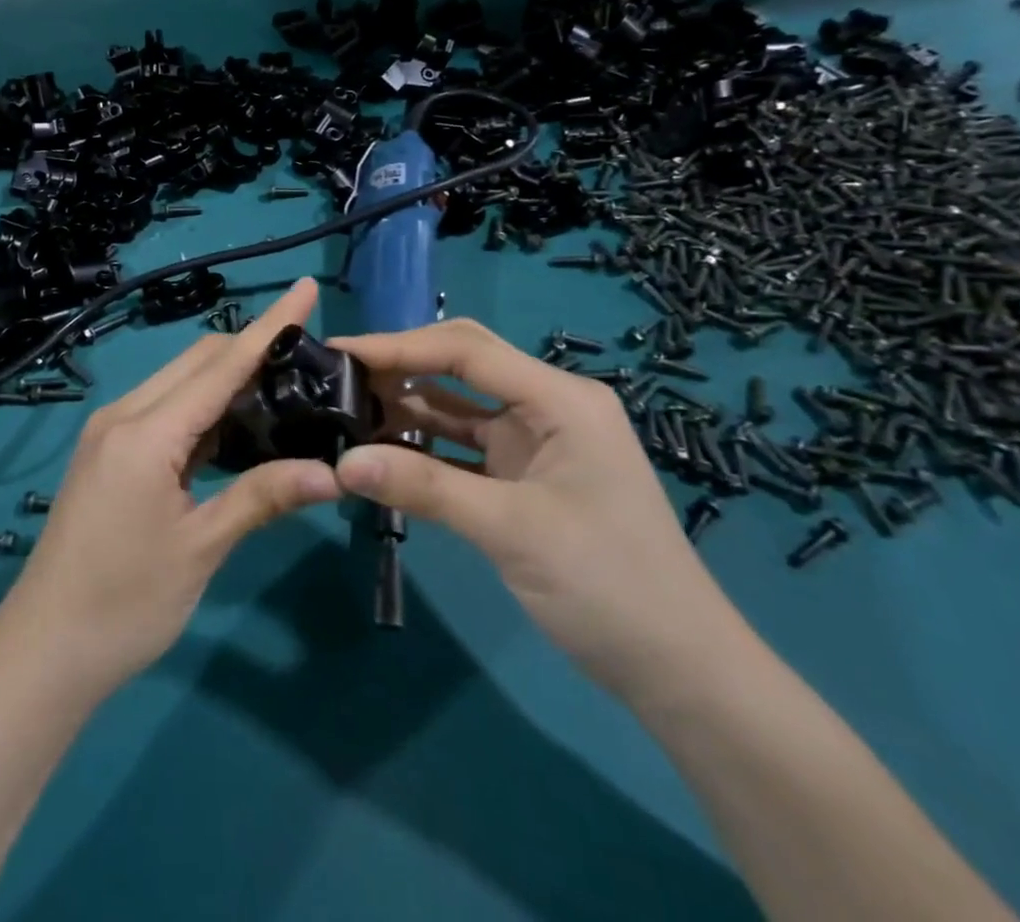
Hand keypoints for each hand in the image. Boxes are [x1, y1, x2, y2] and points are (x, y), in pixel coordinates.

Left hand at [0, 279, 340, 697]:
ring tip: (283, 386)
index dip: (269, 325)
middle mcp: (124, 415)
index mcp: (145, 432)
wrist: (43, 651)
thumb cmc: (124, 604)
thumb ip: (262, 497)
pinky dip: (203, 409)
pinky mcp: (108, 452)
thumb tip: (332, 474)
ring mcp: (111, 431)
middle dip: (251, 348)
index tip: (305, 288)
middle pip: (198, 362)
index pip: (221, 365)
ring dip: (227, 378)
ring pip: (180, 383)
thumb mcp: (200, 549)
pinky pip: (164, 410)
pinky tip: (236, 427)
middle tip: (307, 355)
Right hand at [330, 319, 743, 699]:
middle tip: (339, 375)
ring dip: (408, 406)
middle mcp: (546, 406)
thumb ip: (424, 488)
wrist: (680, 672)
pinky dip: (424, 447)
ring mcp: (535, 442)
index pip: (465, 351)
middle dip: (401, 366)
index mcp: (559, 398)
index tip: (341, 351)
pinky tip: (381, 450)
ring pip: (458, 405)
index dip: (398, 346)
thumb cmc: (608, 585)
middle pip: (461, 365)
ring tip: (347, 407)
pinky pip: (463, 447)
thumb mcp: (511, 530)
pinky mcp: (524, 477)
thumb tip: (341, 462)